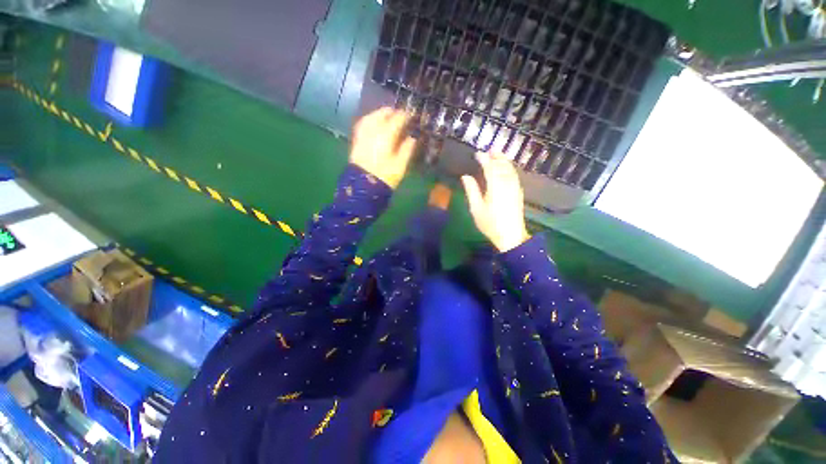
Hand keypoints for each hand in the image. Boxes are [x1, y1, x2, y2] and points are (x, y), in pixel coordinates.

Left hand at [350, 107, 415, 188]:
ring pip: (371, 117)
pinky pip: (363, 124)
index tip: (412, 116)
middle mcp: (373, 131)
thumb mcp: (400, 165)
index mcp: (386, 135)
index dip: (406, 116)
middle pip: (382, 114)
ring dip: (380, 114)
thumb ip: (407, 149)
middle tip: (401, 115)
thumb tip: (412, 137)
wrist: (364, 188)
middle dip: (392, 112)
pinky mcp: (356, 141)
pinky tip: (373, 123)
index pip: (397, 119)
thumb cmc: (385, 177)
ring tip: (387, 116)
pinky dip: (370, 120)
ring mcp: (362, 135)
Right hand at [461, 152, 529, 251]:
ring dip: (504, 160)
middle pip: (502, 166)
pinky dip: (509, 168)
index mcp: (495, 187)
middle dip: (496, 156)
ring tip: (498, 154)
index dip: (484, 159)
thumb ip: (471, 190)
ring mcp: (514, 188)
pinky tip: (506, 168)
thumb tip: (465, 176)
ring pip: (510, 169)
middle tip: (490, 149)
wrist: (511, 236)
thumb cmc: (490, 223)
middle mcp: (507, 184)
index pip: (490, 168)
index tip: (477, 154)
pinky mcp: (518, 193)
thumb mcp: (476, 209)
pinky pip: (514, 175)